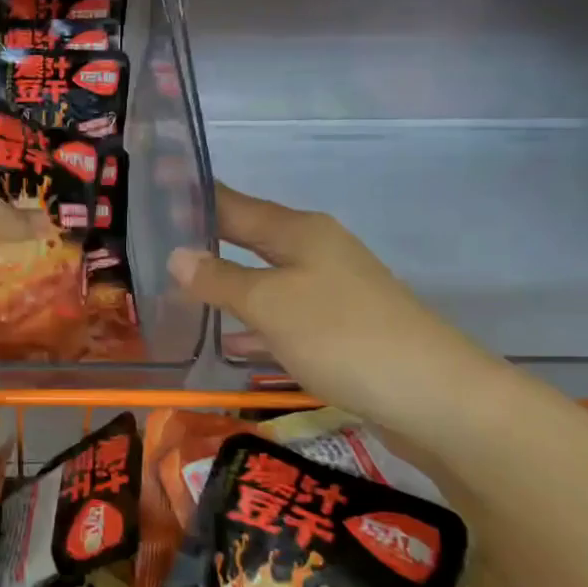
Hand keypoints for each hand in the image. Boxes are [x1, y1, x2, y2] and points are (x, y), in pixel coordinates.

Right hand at [169, 185, 510, 436]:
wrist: (434, 397)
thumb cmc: (343, 336)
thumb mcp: (271, 304)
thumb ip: (220, 280)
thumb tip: (176, 255)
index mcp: (299, 231)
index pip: (233, 204)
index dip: (194, 197)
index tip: (154, 189)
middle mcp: (315, 252)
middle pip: (248, 238)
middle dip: (204, 241)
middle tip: (153, 246)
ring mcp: (330, 291)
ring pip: (263, 278)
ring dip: (225, 283)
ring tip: (176, 290)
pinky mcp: (338, 329)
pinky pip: (281, 314)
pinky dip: (252, 321)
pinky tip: (229, 340)